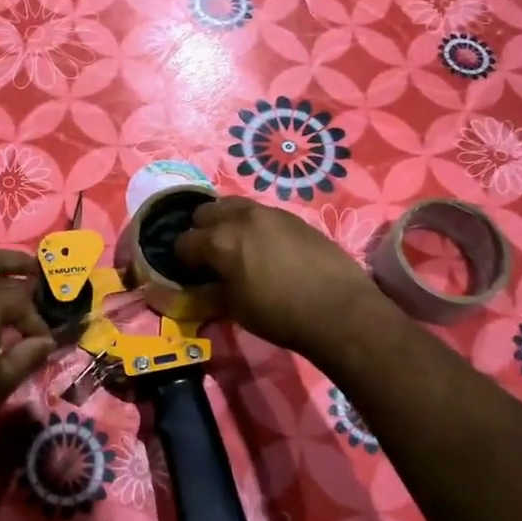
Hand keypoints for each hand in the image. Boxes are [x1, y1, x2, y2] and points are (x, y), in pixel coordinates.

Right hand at [174, 197, 392, 359]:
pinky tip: (266, 248)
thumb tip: (197, 286)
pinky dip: (254, 225)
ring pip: (235, 206)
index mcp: (220, 240)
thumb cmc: (279, 314)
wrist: (339, 309)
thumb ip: (210, 291)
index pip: (184, 241)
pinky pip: (262, 214)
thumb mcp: (235, 308)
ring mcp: (271, 213)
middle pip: (206, 212)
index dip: (182, 259)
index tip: (189, 272)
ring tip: (237, 246)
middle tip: (210, 255)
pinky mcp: (294, 217)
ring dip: (228, 222)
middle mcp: (241, 217)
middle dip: (201, 231)